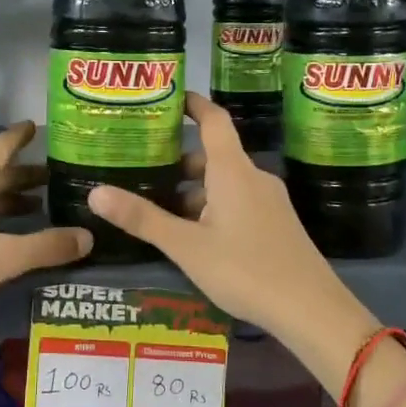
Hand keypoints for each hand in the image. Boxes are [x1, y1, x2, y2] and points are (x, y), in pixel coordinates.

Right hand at [86, 94, 353, 343]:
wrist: (310, 310)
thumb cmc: (245, 269)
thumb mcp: (186, 246)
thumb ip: (143, 219)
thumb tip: (94, 192)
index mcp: (232, 171)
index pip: (214, 120)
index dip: (192, 104)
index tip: (167, 96)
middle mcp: (253, 178)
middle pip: (213, 156)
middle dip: (178, 161)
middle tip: (141, 167)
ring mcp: (268, 202)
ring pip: (224, 184)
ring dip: (194, 191)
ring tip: (157, 207)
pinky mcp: (275, 225)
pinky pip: (237, 203)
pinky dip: (211, 208)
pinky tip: (193, 236)